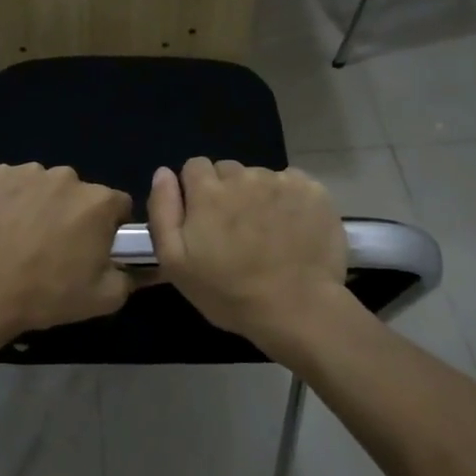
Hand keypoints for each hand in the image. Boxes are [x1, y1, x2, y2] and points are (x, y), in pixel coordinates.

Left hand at [0, 164, 135, 350]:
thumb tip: (136, 268)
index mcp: (98, 201)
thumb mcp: (103, 299)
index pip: (118, 205)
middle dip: (74, 213)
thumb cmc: (46, 295)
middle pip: (80, 193)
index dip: (110, 227)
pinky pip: (11, 183)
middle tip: (55, 246)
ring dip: (41, 204)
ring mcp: (27, 172)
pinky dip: (10, 199)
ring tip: (22, 237)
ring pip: (44, 186)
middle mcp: (66, 177)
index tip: (94, 247)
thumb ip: (129, 278)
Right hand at [148, 158, 347, 349]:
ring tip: (266, 233)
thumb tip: (163, 173)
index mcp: (208, 191)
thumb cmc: (229, 292)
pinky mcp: (313, 191)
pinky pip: (293, 184)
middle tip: (236, 230)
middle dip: (227, 192)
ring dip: (258, 196)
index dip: (196, 190)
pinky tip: (292, 228)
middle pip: (228, 170)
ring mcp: (281, 181)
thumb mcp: (175, 262)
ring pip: (261, 178)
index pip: (195, 166)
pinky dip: (289, 200)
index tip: (205, 218)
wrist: (298, 308)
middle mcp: (244, 176)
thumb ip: (163, 210)